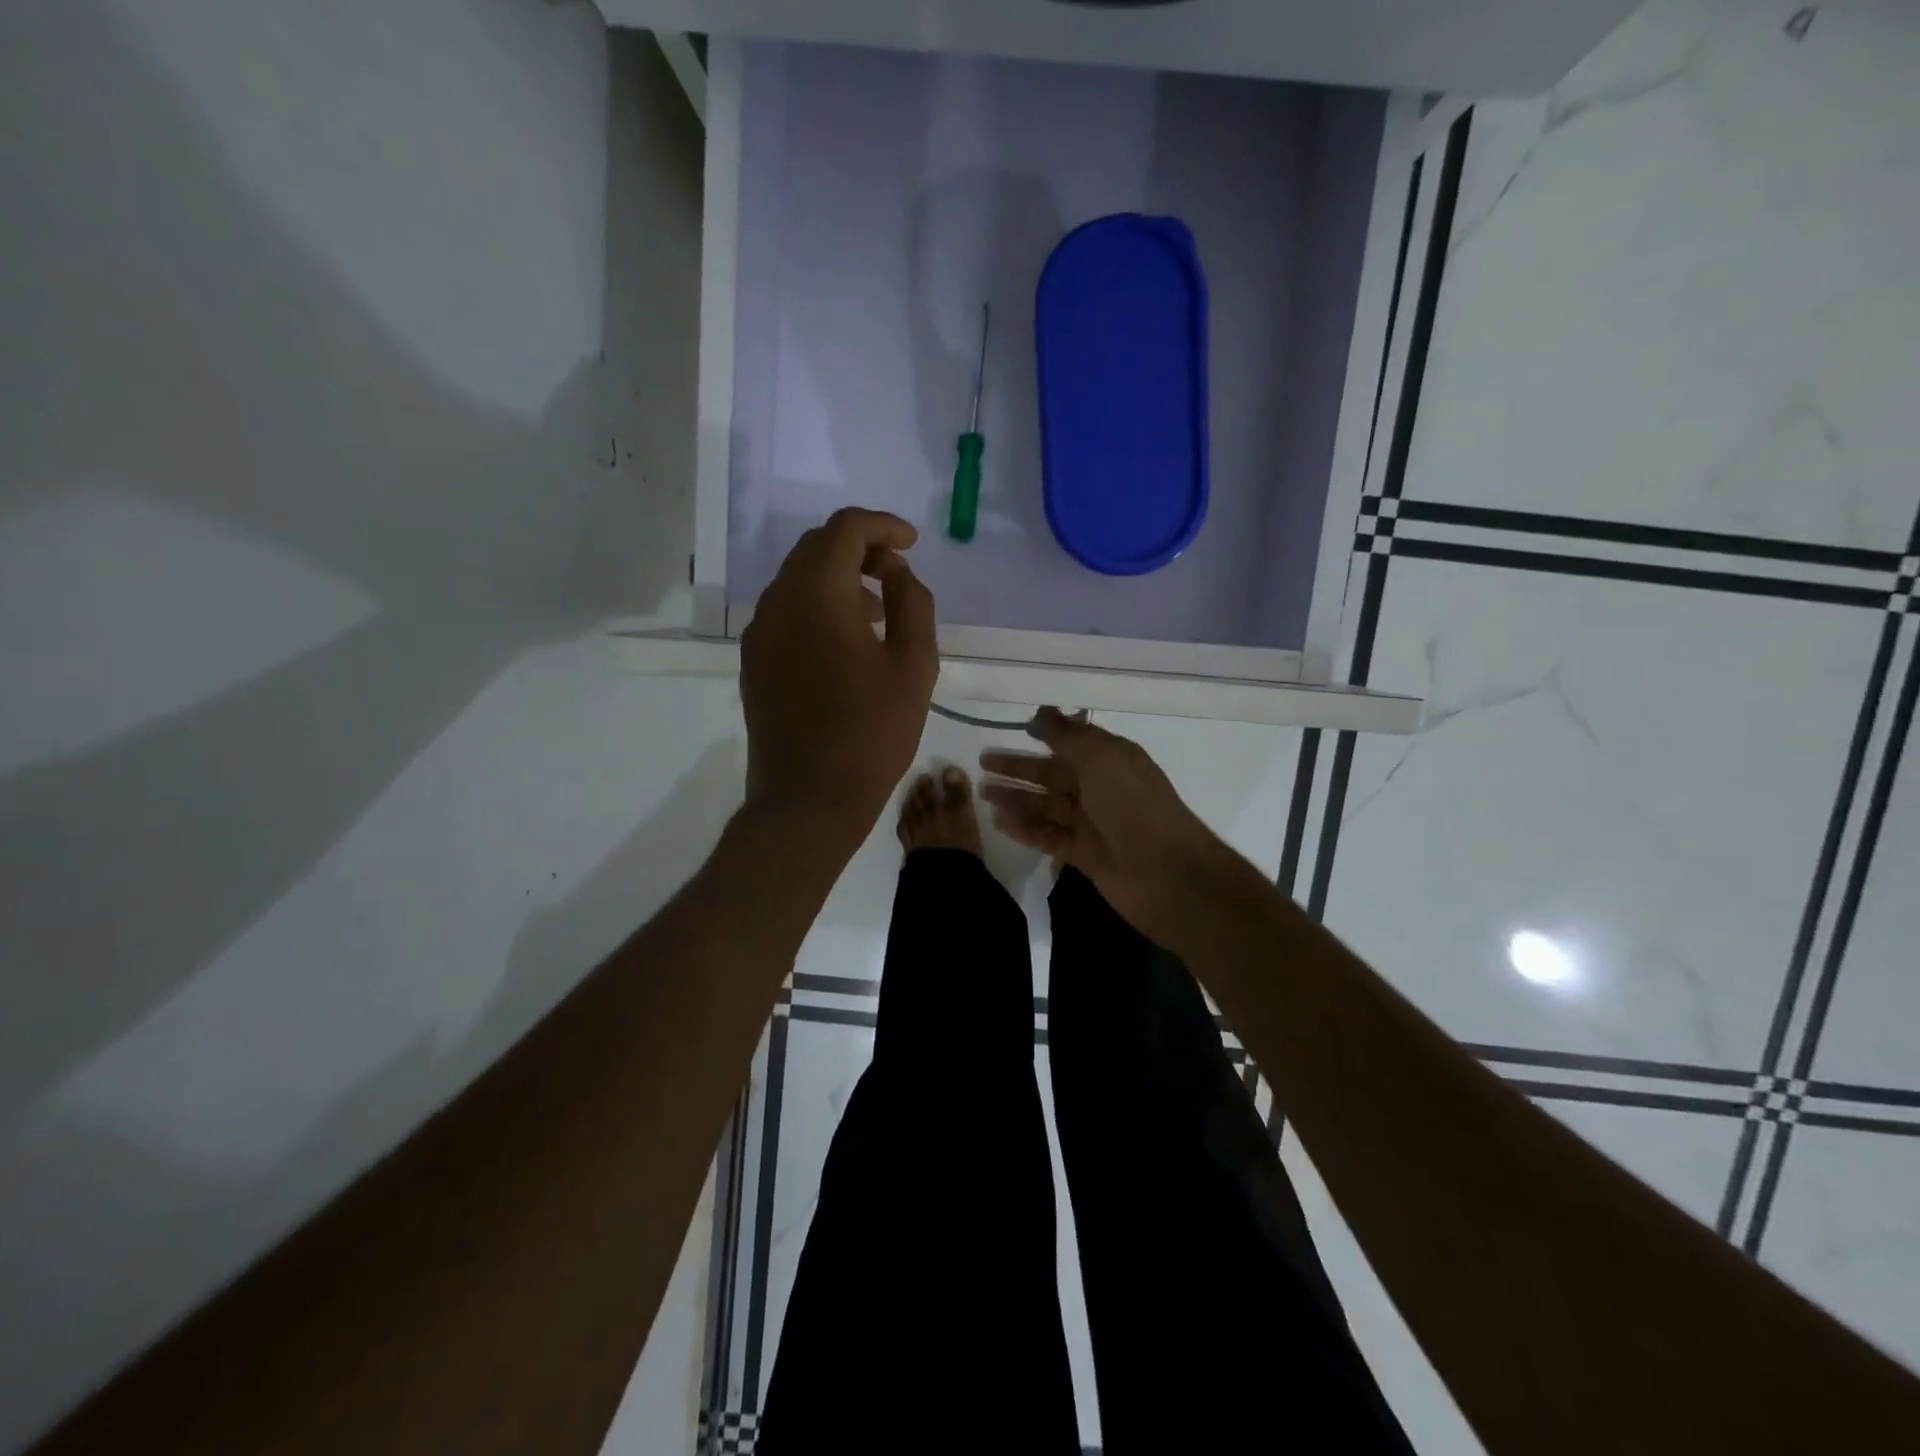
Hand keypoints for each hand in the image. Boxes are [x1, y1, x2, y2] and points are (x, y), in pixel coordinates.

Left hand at [740, 508, 938, 847]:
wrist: (809, 800)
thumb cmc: (872, 733)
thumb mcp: (915, 665)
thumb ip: (911, 602)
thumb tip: (895, 571)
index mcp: (817, 595)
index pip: (845, 529)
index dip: (882, 526)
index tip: (911, 543)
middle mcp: (777, 603)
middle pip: (815, 548)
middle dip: (859, 548)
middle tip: (895, 572)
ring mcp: (758, 634)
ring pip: (797, 580)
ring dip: (837, 578)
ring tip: (877, 611)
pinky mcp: (753, 663)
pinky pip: (785, 613)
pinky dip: (817, 607)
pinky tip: (845, 642)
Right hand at [979, 708, 1231, 942]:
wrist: (1169, 875)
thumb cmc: (1134, 807)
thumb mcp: (1102, 759)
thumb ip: (1069, 736)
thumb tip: (1044, 710)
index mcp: (1111, 761)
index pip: (1072, 743)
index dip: (1044, 735)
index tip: (1013, 729)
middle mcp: (1101, 788)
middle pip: (1053, 774)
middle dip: (1019, 768)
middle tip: (983, 762)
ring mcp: (1093, 823)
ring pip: (1047, 806)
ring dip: (1016, 798)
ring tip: (982, 793)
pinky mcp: (1084, 854)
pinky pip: (1048, 836)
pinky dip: (1025, 828)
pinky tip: (999, 822)